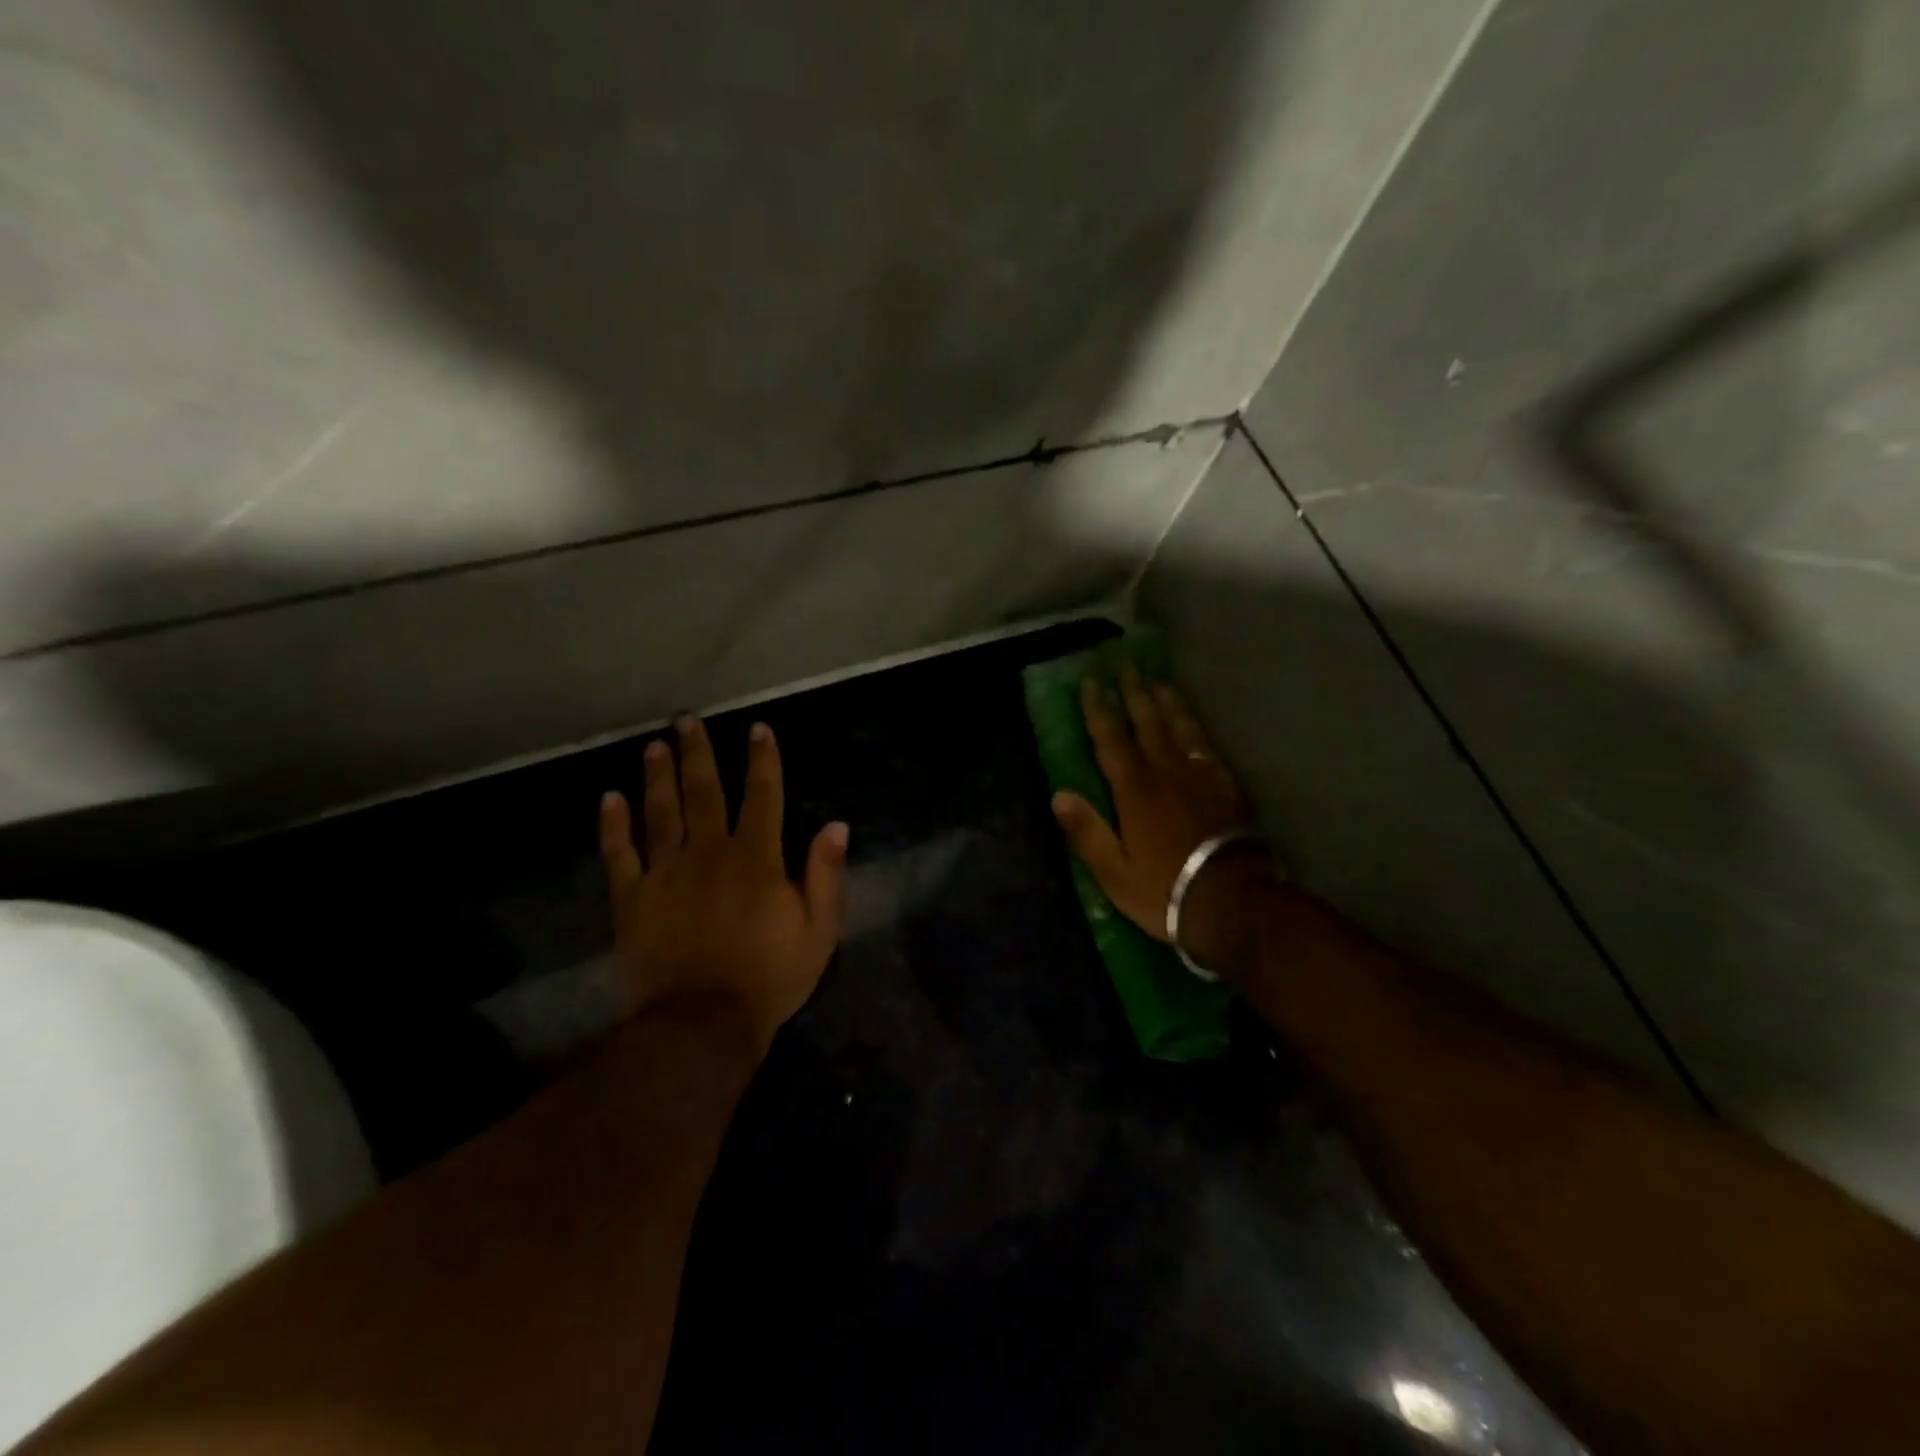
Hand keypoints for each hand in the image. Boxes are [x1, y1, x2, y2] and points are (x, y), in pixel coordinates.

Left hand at [600, 714, 847, 1055]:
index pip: (762, 796)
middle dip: (697, 752)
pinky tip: (609, 798)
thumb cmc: (769, 978)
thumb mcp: (818, 931)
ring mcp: (665, 874)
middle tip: (686, 718)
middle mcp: (708, 853)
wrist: (702, 1025)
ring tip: (654, 745)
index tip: (757, 729)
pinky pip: (619, 854)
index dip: (763, 760)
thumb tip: (835, 825)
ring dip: (657, 776)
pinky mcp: (633, 899)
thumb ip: (825, 875)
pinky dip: (613, 825)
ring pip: (660, 812)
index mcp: (756, 859)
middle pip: (702, 791)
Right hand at [1051, 664, 1268, 966]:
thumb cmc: (1164, 890)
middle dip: (1134, 692)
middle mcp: (1167, 772)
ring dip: (1166, 701)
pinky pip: (1206, 745)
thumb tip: (1059, 794)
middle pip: (1148, 723)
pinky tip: (1192, 722)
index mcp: (1135, 791)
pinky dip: (1195, 727)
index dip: (1099, 710)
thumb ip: (1086, 832)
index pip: (1112, 740)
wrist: (1233, 902)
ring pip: (1180, 727)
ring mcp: (1200, 776)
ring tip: (1157, 680)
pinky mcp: (1226, 786)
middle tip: (1125, 665)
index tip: (1091, 682)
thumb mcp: (1114, 872)